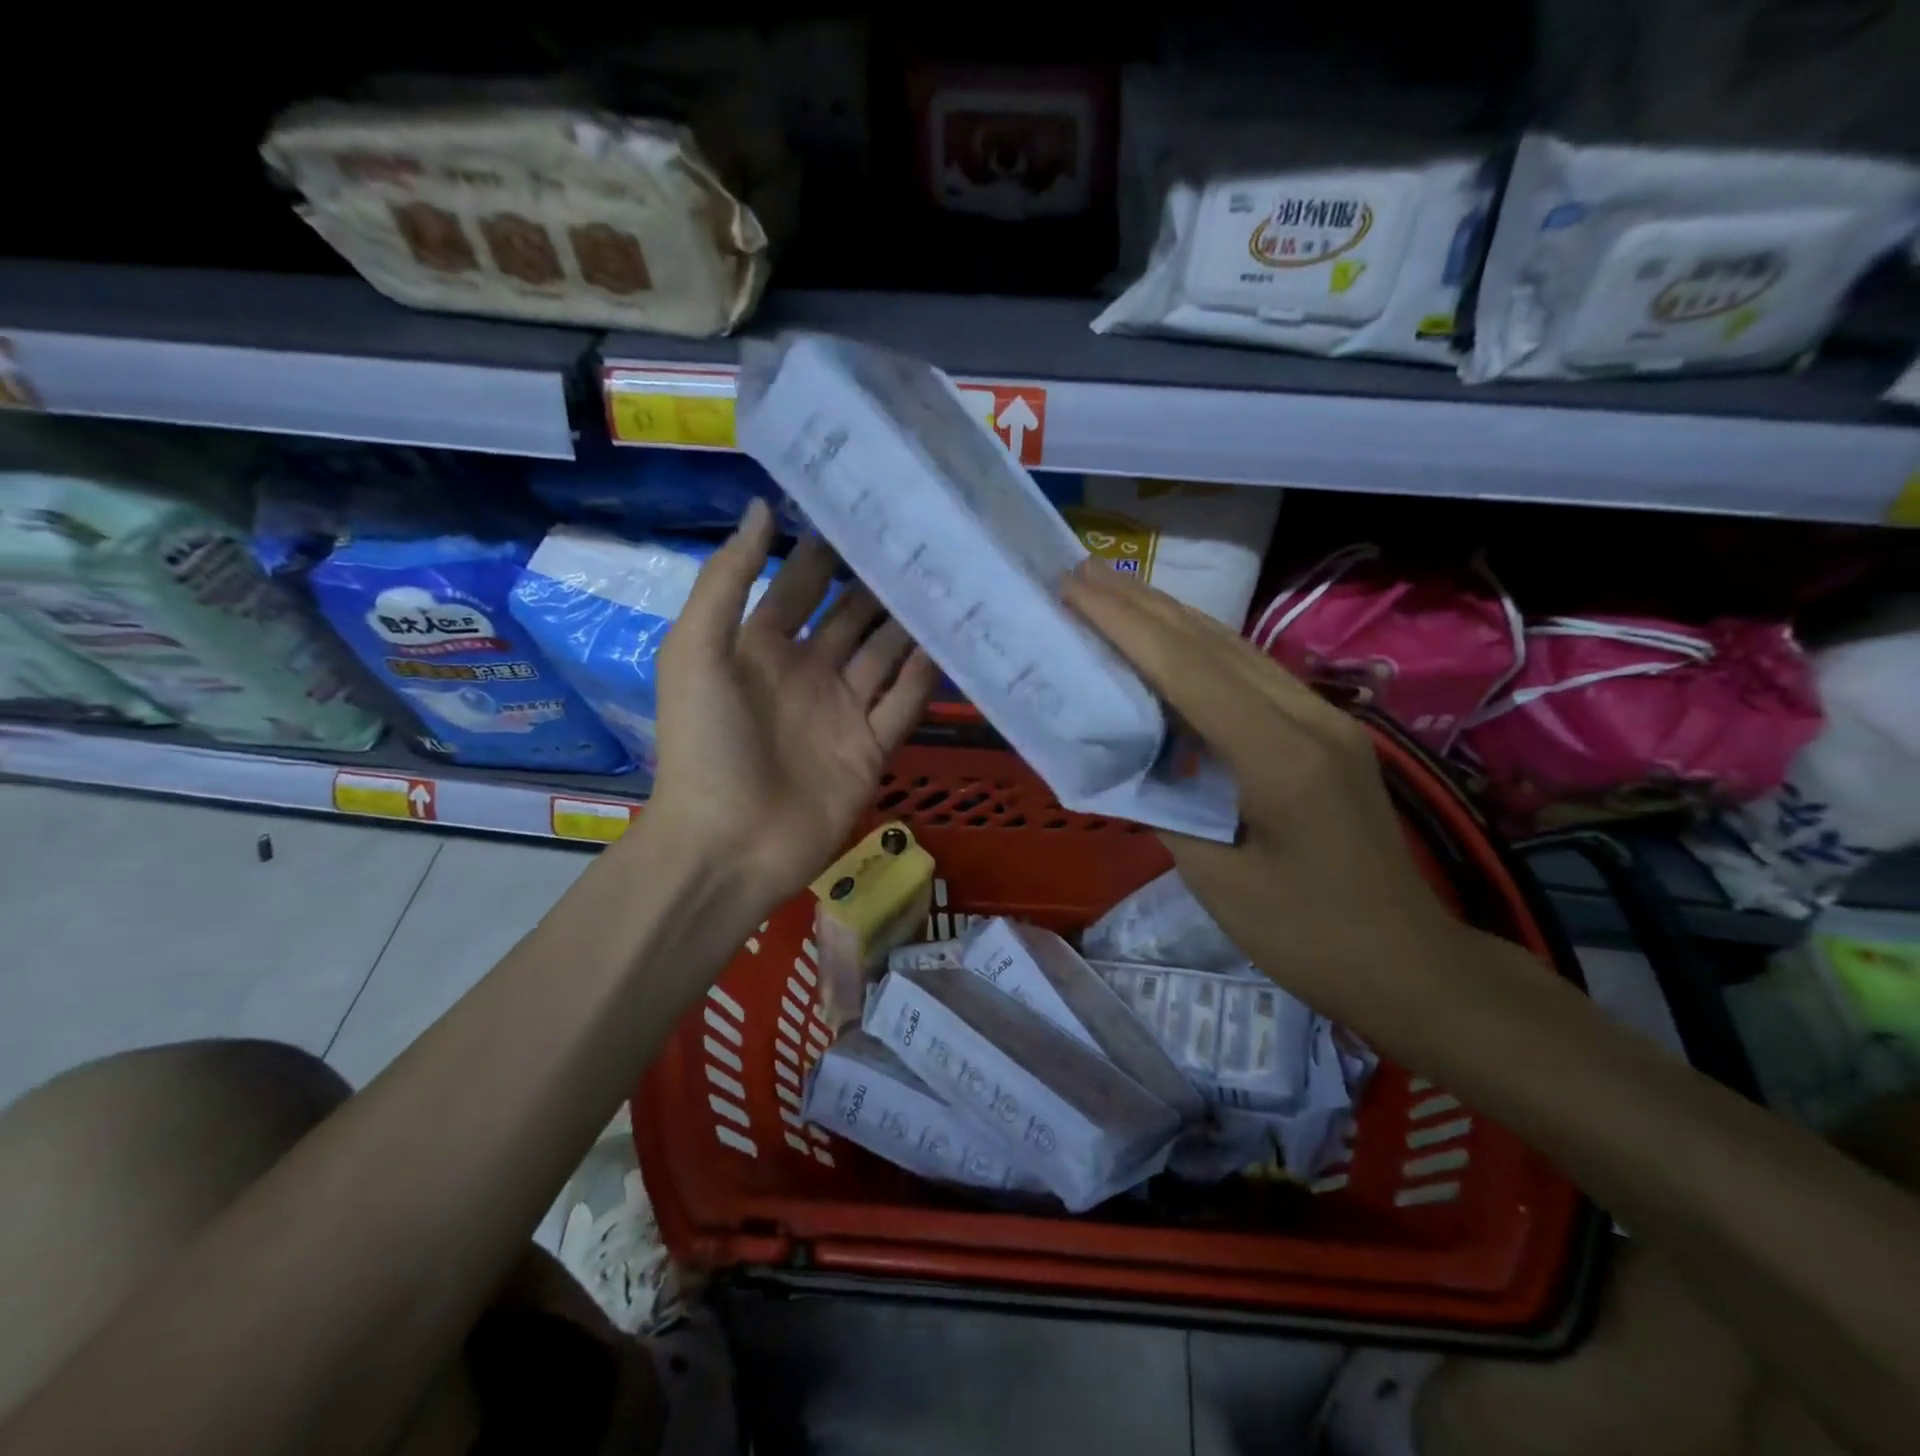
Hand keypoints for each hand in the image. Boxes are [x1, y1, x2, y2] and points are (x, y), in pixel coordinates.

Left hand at [645, 499, 938, 915]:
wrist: (727, 846)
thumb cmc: (706, 745)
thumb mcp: (697, 652)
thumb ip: (728, 580)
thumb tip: (762, 506)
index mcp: (759, 646)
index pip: (800, 586)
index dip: (827, 550)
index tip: (866, 509)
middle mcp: (805, 672)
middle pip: (851, 617)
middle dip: (880, 583)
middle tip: (924, 540)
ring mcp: (841, 712)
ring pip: (884, 655)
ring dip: (910, 623)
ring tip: (948, 580)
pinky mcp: (870, 748)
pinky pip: (903, 704)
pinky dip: (925, 676)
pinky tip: (951, 642)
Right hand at [1061, 562, 1477, 1032]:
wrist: (1410, 964)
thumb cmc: (1309, 938)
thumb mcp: (1218, 883)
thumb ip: (1166, 808)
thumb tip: (1128, 760)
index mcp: (1280, 758)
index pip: (1189, 670)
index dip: (1126, 626)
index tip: (1074, 589)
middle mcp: (1308, 719)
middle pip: (1214, 643)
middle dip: (1142, 604)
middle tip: (1081, 574)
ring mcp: (1324, 720)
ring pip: (1236, 649)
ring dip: (1170, 618)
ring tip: (1114, 593)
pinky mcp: (1326, 733)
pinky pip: (1253, 675)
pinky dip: (1200, 650)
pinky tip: (1170, 645)